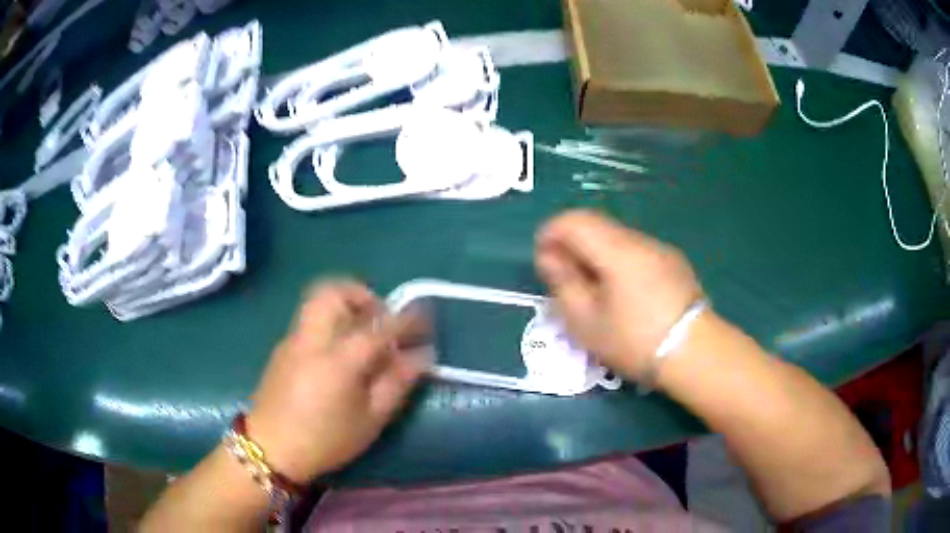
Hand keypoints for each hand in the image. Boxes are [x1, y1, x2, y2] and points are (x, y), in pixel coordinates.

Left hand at [246, 280, 429, 483]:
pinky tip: (338, 351)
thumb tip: (421, 355)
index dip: (405, 319)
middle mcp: (312, 339)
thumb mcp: (370, 420)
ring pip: (318, 301)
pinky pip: (309, 319)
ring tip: (361, 330)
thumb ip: (396, 383)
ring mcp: (292, 340)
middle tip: (380, 317)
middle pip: (334, 292)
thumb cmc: (325, 440)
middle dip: (362, 294)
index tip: (424, 317)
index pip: (378, 327)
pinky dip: (330, 320)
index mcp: (338, 360)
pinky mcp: (282, 347)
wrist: (270, 449)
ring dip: (344, 304)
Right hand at [535, 210, 701, 380]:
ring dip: (596, 254)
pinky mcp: (675, 264)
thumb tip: (550, 257)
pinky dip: (618, 262)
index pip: (575, 220)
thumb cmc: (636, 341)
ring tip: (592, 290)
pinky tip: (623, 294)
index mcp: (617, 250)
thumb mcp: (586, 322)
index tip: (542, 259)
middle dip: (572, 244)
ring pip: (617, 239)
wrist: (696, 354)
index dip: (551, 232)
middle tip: (563, 278)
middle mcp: (640, 240)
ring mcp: (661, 250)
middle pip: (597, 226)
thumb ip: (563, 283)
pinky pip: (637, 252)